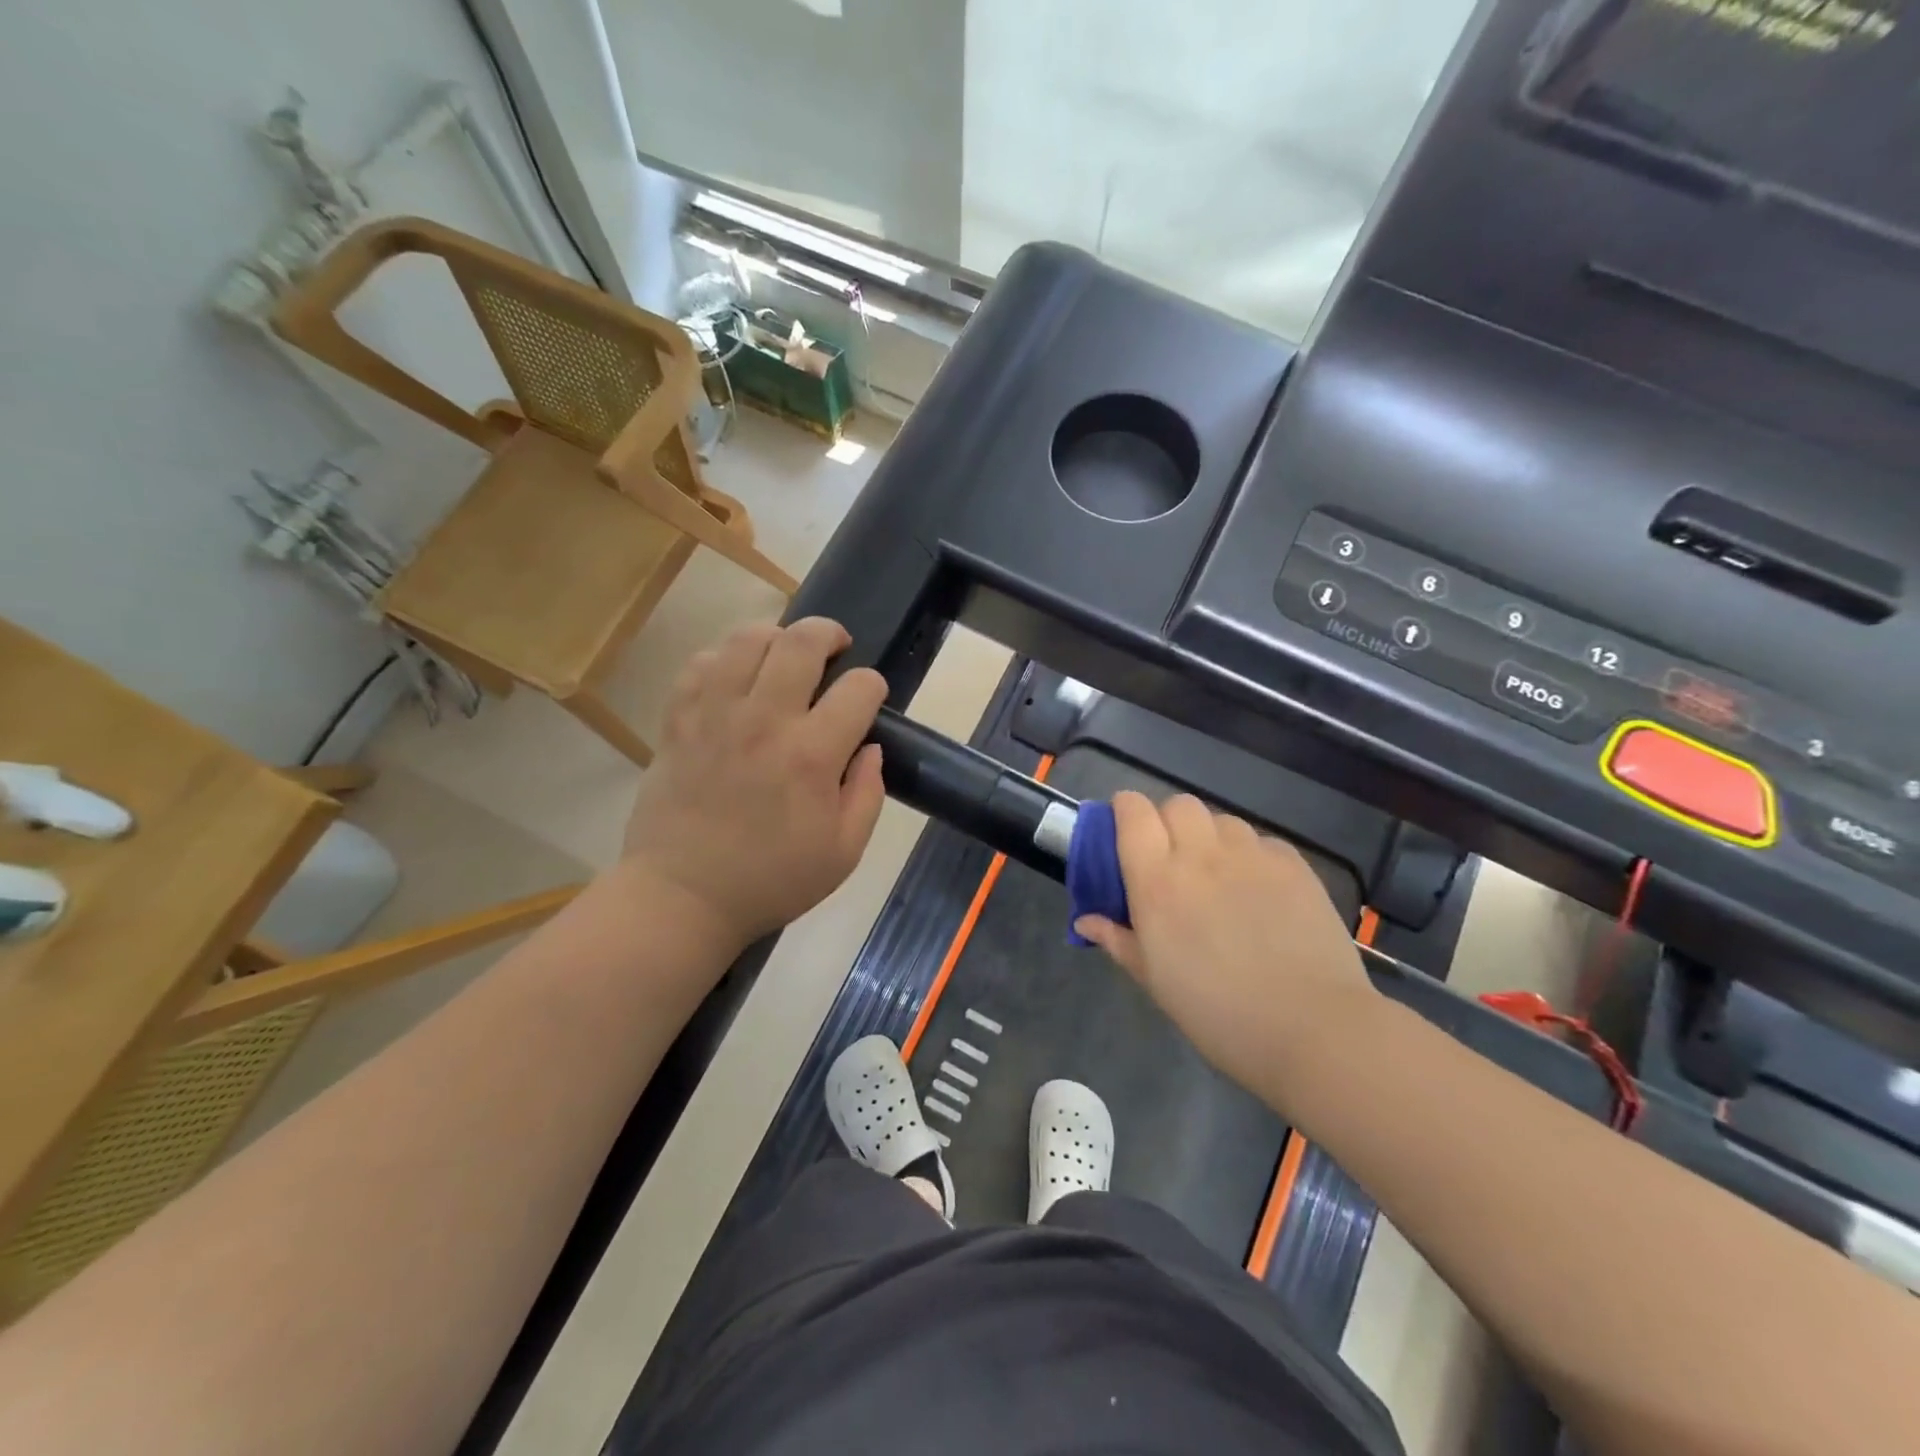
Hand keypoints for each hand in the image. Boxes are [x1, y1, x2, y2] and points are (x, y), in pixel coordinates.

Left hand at [621, 618, 887, 946]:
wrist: (683, 896)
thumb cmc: (772, 880)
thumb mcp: (844, 852)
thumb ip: (868, 793)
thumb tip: (871, 746)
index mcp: (812, 755)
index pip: (859, 688)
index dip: (873, 687)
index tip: (869, 701)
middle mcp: (765, 720)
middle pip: (802, 642)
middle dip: (829, 634)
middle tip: (835, 649)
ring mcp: (715, 715)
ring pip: (749, 639)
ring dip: (777, 638)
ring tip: (784, 656)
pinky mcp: (678, 720)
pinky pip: (701, 663)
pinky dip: (725, 659)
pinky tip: (736, 678)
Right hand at [1074, 792, 1376, 1107]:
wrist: (1312, 1029)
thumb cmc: (1217, 1013)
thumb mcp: (1155, 981)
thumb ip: (1118, 940)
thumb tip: (1086, 921)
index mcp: (1157, 881)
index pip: (1133, 811)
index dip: (1124, 812)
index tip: (1124, 834)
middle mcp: (1201, 854)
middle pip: (1177, 804)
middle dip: (1167, 821)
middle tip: (1171, 860)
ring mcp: (1252, 855)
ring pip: (1221, 820)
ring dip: (1210, 838)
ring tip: (1218, 876)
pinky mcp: (1294, 865)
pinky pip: (1262, 842)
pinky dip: (1251, 856)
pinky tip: (1260, 893)